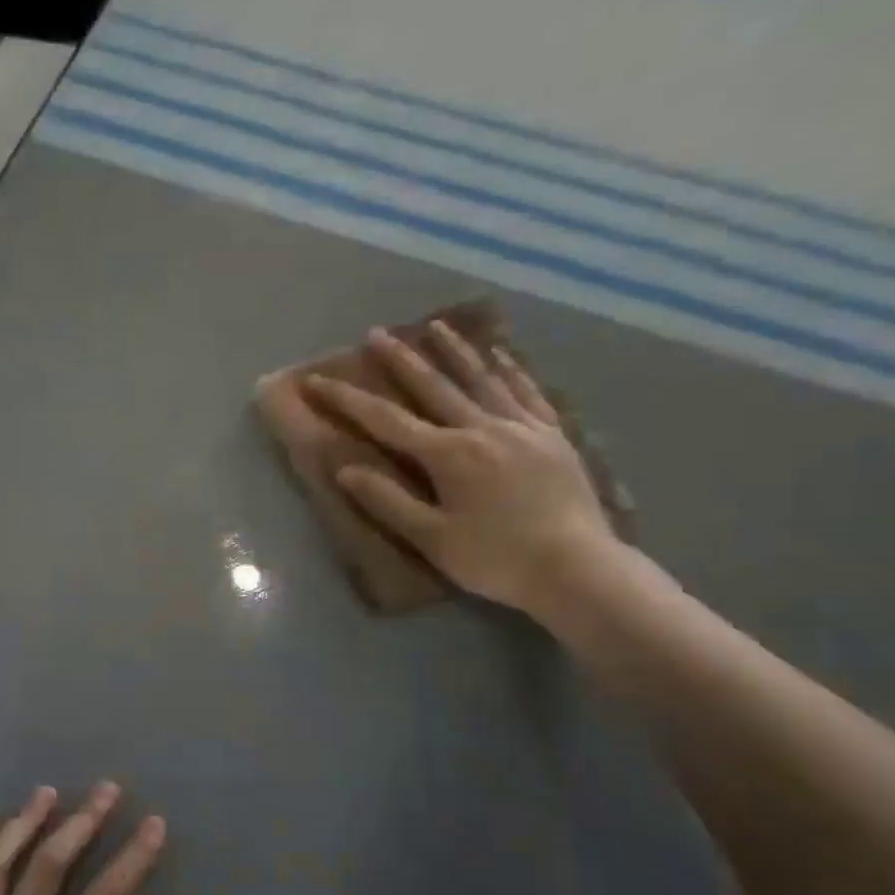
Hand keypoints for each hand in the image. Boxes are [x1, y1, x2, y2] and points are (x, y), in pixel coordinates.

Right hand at [305, 321, 615, 616]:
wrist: (576, 568)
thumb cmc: (496, 559)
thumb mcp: (432, 539)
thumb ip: (389, 501)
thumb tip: (346, 470)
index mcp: (448, 454)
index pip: (386, 421)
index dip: (348, 400)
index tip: (318, 380)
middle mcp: (483, 428)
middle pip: (434, 387)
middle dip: (401, 360)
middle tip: (376, 333)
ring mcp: (523, 428)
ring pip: (482, 380)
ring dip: (456, 352)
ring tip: (436, 326)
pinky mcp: (553, 437)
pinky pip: (527, 393)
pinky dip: (511, 371)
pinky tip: (502, 355)